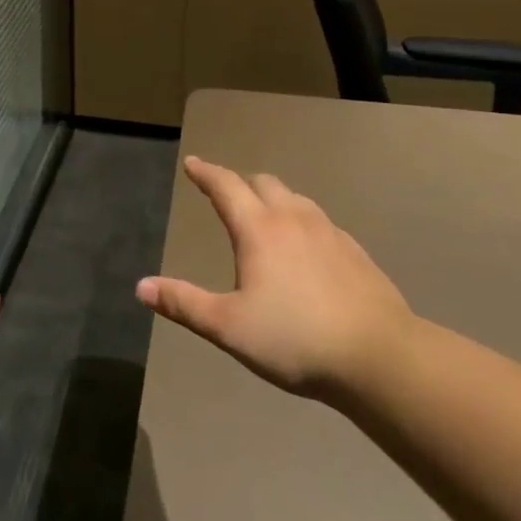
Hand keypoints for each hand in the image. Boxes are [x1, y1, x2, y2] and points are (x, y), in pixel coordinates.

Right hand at [137, 156, 413, 402]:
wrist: (379, 357)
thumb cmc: (294, 339)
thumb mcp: (228, 327)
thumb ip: (184, 304)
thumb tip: (142, 286)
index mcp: (259, 230)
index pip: (225, 187)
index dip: (206, 173)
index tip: (193, 163)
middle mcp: (294, 219)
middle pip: (263, 183)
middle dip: (241, 183)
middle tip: (226, 193)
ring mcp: (330, 233)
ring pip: (296, 199)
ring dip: (274, 199)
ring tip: (265, 217)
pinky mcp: (356, 253)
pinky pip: (320, 223)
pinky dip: (302, 222)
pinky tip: (306, 250)